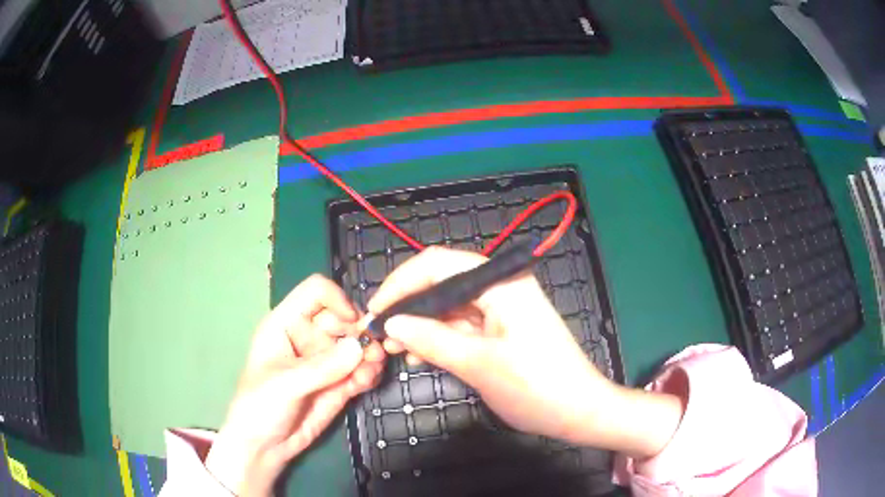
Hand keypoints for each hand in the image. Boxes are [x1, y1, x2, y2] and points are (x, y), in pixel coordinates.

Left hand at [206, 275, 385, 495]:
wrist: (265, 445)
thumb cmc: (260, 406)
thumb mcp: (285, 384)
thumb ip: (322, 367)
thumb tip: (360, 347)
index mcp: (286, 324)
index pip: (315, 293)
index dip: (337, 301)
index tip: (353, 324)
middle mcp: (308, 337)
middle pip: (342, 318)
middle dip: (360, 331)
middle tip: (373, 351)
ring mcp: (325, 361)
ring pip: (356, 345)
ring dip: (370, 353)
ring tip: (372, 370)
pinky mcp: (338, 383)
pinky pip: (361, 369)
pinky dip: (369, 372)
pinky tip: (367, 382)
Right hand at [369, 247, 683, 457]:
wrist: (579, 412)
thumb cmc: (536, 387)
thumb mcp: (479, 364)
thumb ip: (431, 340)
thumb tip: (391, 322)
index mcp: (501, 282)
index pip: (439, 264)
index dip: (401, 283)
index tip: (375, 310)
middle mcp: (500, 287)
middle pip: (442, 284)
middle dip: (408, 307)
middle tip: (379, 334)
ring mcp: (501, 309)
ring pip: (448, 307)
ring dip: (420, 326)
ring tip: (394, 349)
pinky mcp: (501, 329)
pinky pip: (461, 326)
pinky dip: (438, 338)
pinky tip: (418, 355)